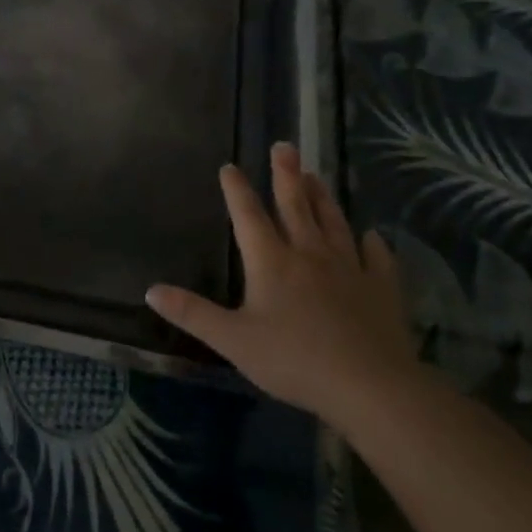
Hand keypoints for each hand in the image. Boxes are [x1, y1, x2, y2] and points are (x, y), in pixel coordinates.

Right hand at [146, 142, 416, 421]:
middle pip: (296, 206)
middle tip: (285, 145)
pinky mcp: (381, 290)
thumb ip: (193, 313)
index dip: (237, 190)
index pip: (249, 216)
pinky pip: (376, 259)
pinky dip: (372, 244)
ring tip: (316, 175)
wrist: (370, 386)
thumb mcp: (232, 340)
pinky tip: (371, 235)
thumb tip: (150, 290)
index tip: (230, 166)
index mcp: (271, 262)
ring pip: (334, 224)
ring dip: (323, 198)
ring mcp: (349, 270)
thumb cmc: (293, 360)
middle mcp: (309, 255)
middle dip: (286, 175)